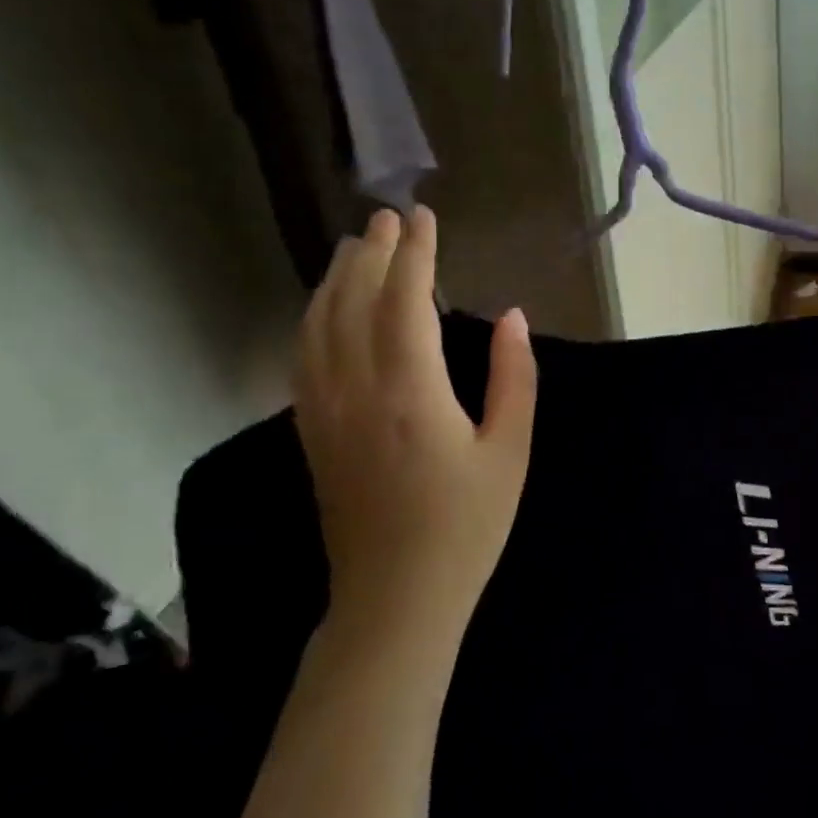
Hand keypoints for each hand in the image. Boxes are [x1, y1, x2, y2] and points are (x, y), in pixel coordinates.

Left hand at [293, 206, 536, 656]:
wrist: (395, 599)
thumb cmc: (466, 526)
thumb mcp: (510, 450)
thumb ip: (514, 378)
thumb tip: (513, 316)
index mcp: (409, 393)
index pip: (404, 302)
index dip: (414, 254)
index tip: (423, 217)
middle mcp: (355, 391)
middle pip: (351, 302)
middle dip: (370, 254)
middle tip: (387, 218)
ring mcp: (323, 412)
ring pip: (317, 325)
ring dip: (335, 279)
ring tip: (354, 248)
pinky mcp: (311, 432)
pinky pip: (303, 356)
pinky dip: (314, 318)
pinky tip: (326, 309)